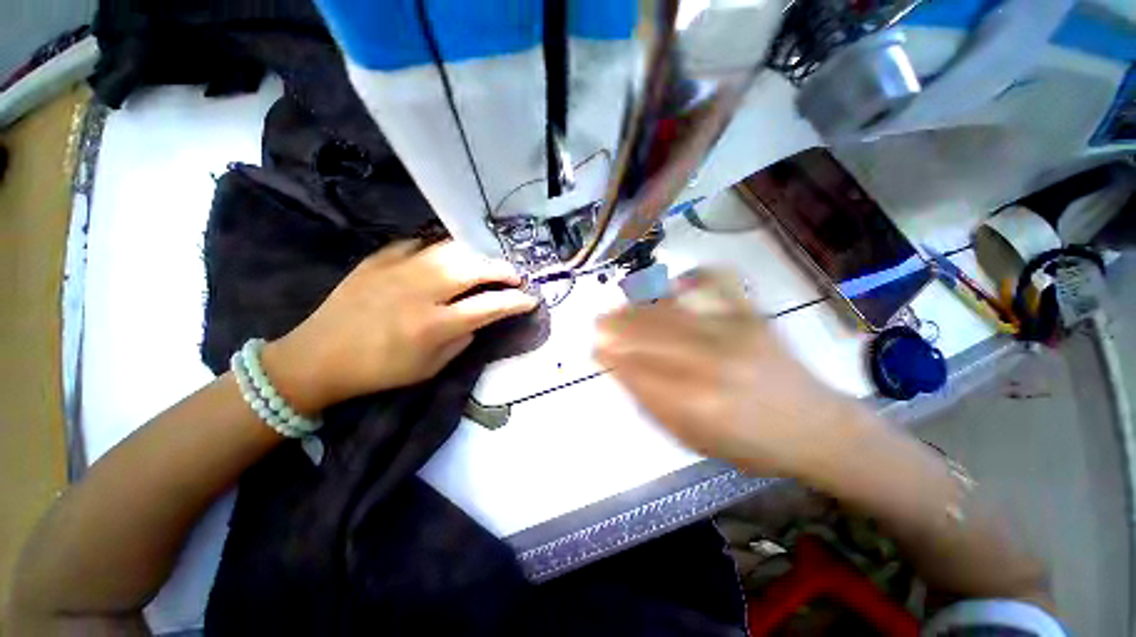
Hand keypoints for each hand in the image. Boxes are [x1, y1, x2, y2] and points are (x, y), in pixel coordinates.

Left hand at [262, 241, 537, 412]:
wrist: (318, 356)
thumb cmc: (379, 370)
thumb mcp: (430, 367)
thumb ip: (462, 339)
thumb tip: (478, 318)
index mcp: (434, 325)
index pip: (489, 306)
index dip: (516, 301)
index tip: (531, 299)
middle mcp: (421, 291)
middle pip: (474, 268)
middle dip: (503, 270)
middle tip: (515, 276)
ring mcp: (398, 269)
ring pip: (451, 249)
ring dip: (477, 255)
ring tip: (487, 263)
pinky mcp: (379, 259)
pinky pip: (420, 244)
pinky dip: (440, 249)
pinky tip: (446, 257)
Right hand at [595, 270, 880, 479]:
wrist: (814, 427)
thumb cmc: (750, 445)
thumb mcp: (694, 440)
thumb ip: (654, 406)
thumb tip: (623, 373)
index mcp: (694, 402)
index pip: (637, 370)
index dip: (612, 357)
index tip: (596, 349)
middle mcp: (710, 361)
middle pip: (648, 334)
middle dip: (616, 326)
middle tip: (599, 323)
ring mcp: (733, 331)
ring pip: (670, 310)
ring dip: (639, 306)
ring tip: (621, 306)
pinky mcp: (752, 314)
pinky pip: (717, 282)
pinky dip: (692, 276)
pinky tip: (675, 284)